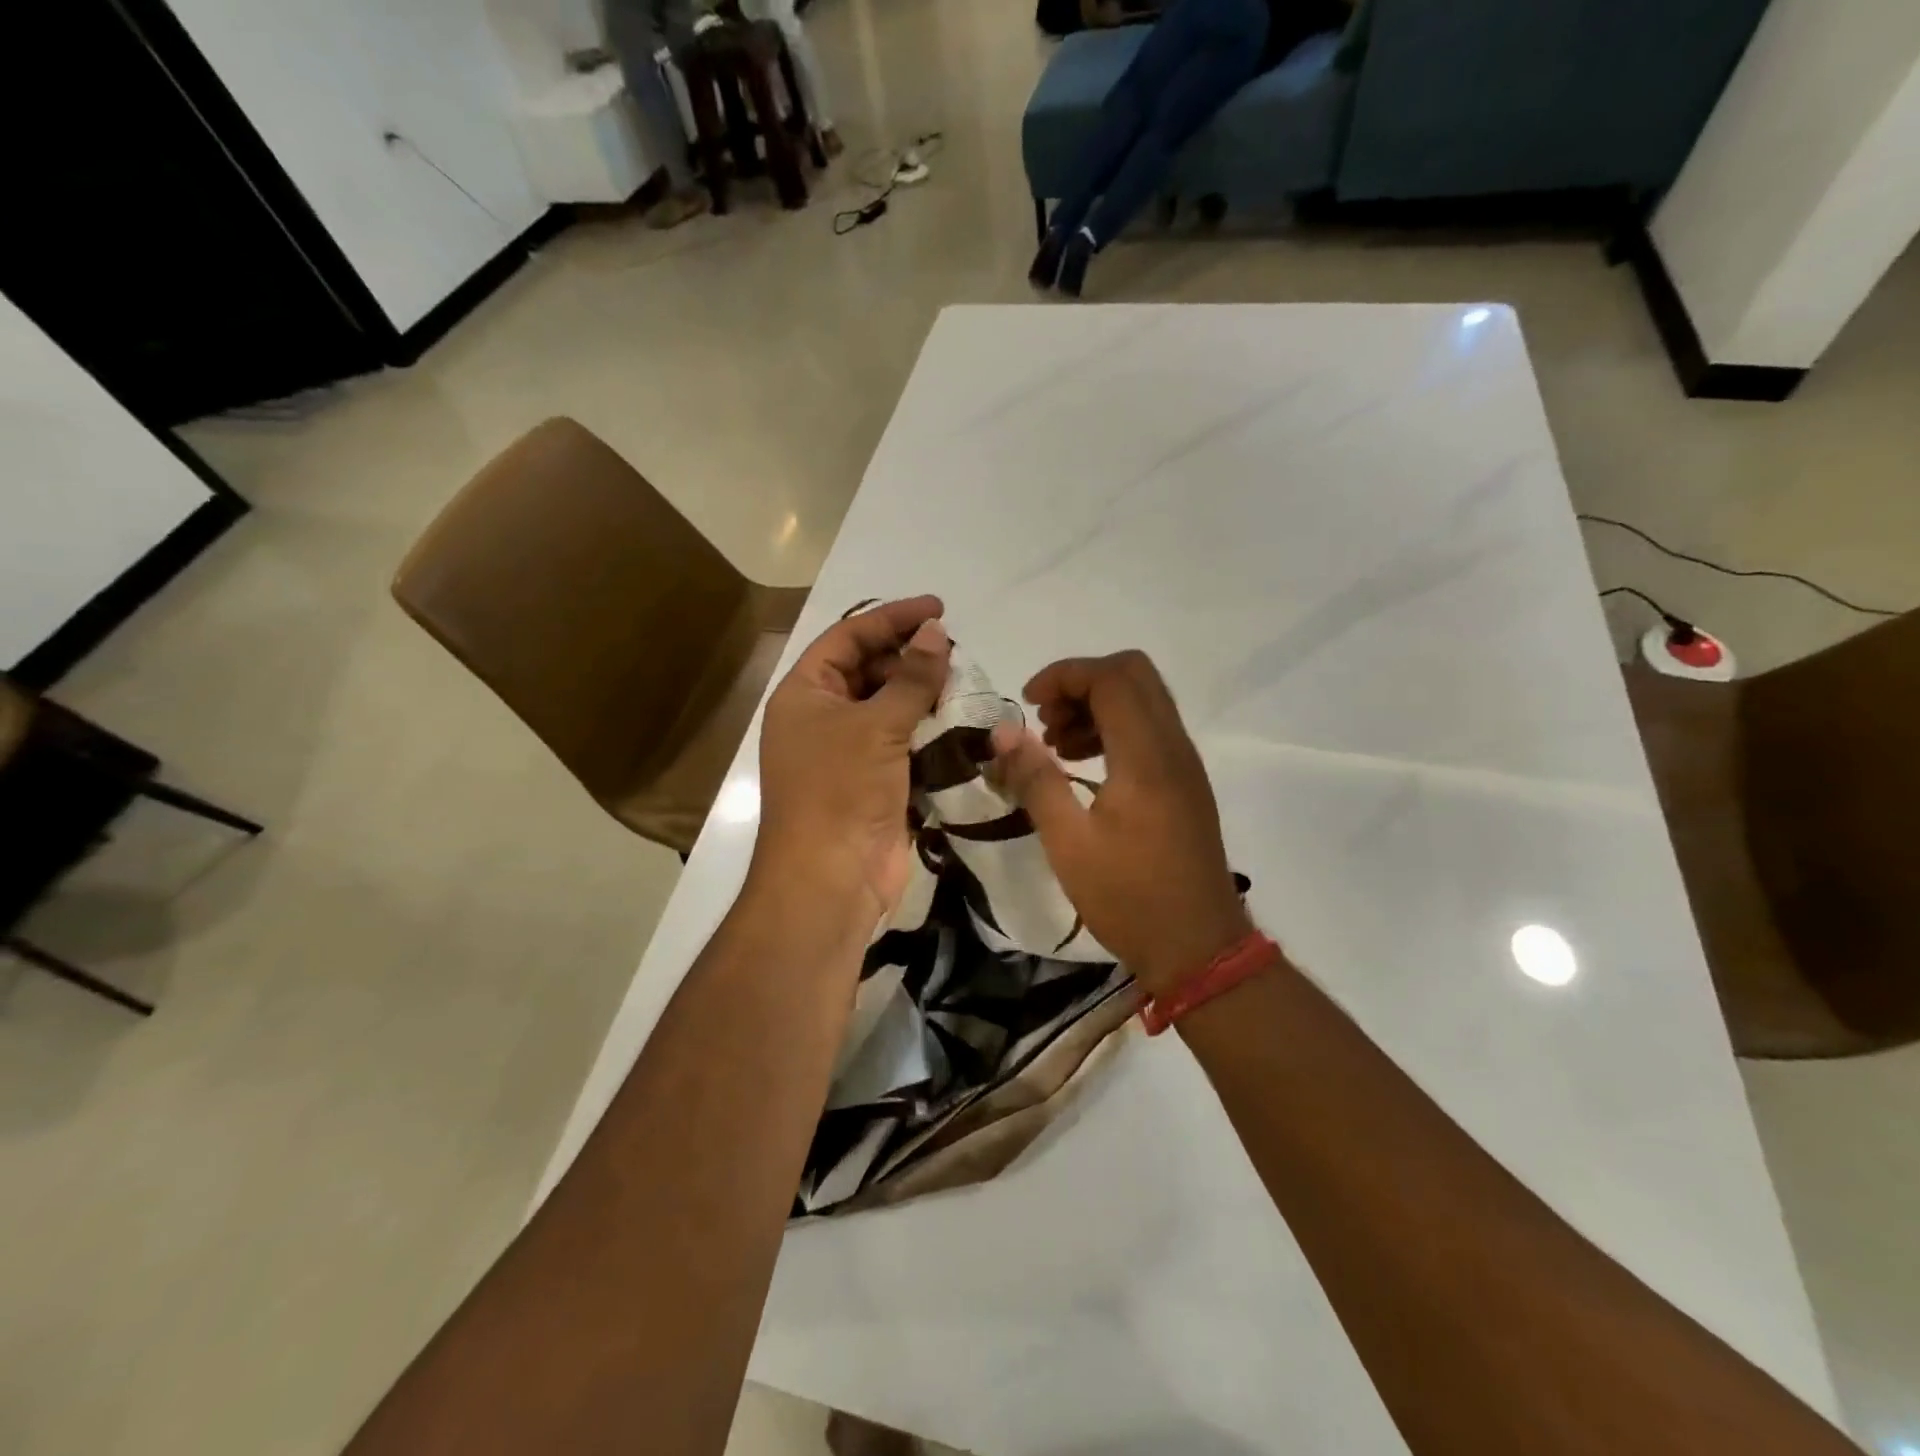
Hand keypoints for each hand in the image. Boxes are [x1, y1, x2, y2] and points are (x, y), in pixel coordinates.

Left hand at [755, 596, 950, 920]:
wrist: (831, 878)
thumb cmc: (840, 789)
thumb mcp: (876, 725)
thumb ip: (911, 677)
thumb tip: (935, 632)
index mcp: (805, 693)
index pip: (848, 637)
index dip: (892, 618)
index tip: (938, 608)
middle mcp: (822, 716)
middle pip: (869, 670)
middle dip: (910, 657)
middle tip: (956, 652)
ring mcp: (848, 751)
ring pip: (890, 707)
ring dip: (924, 694)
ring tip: (964, 681)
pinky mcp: (874, 781)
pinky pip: (903, 742)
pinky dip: (929, 730)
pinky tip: (960, 720)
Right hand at [989, 650, 1250, 996]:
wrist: (1198, 948)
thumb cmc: (1129, 897)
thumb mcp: (1068, 842)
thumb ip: (1035, 779)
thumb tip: (1002, 732)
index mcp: (1147, 755)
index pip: (1111, 677)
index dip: (1064, 676)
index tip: (1028, 703)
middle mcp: (1173, 747)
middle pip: (1134, 674)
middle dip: (1082, 683)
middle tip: (1045, 720)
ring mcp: (1185, 765)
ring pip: (1144, 701)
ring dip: (1097, 706)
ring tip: (1056, 745)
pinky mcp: (1186, 784)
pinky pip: (1151, 731)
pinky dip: (1115, 730)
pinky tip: (1084, 767)